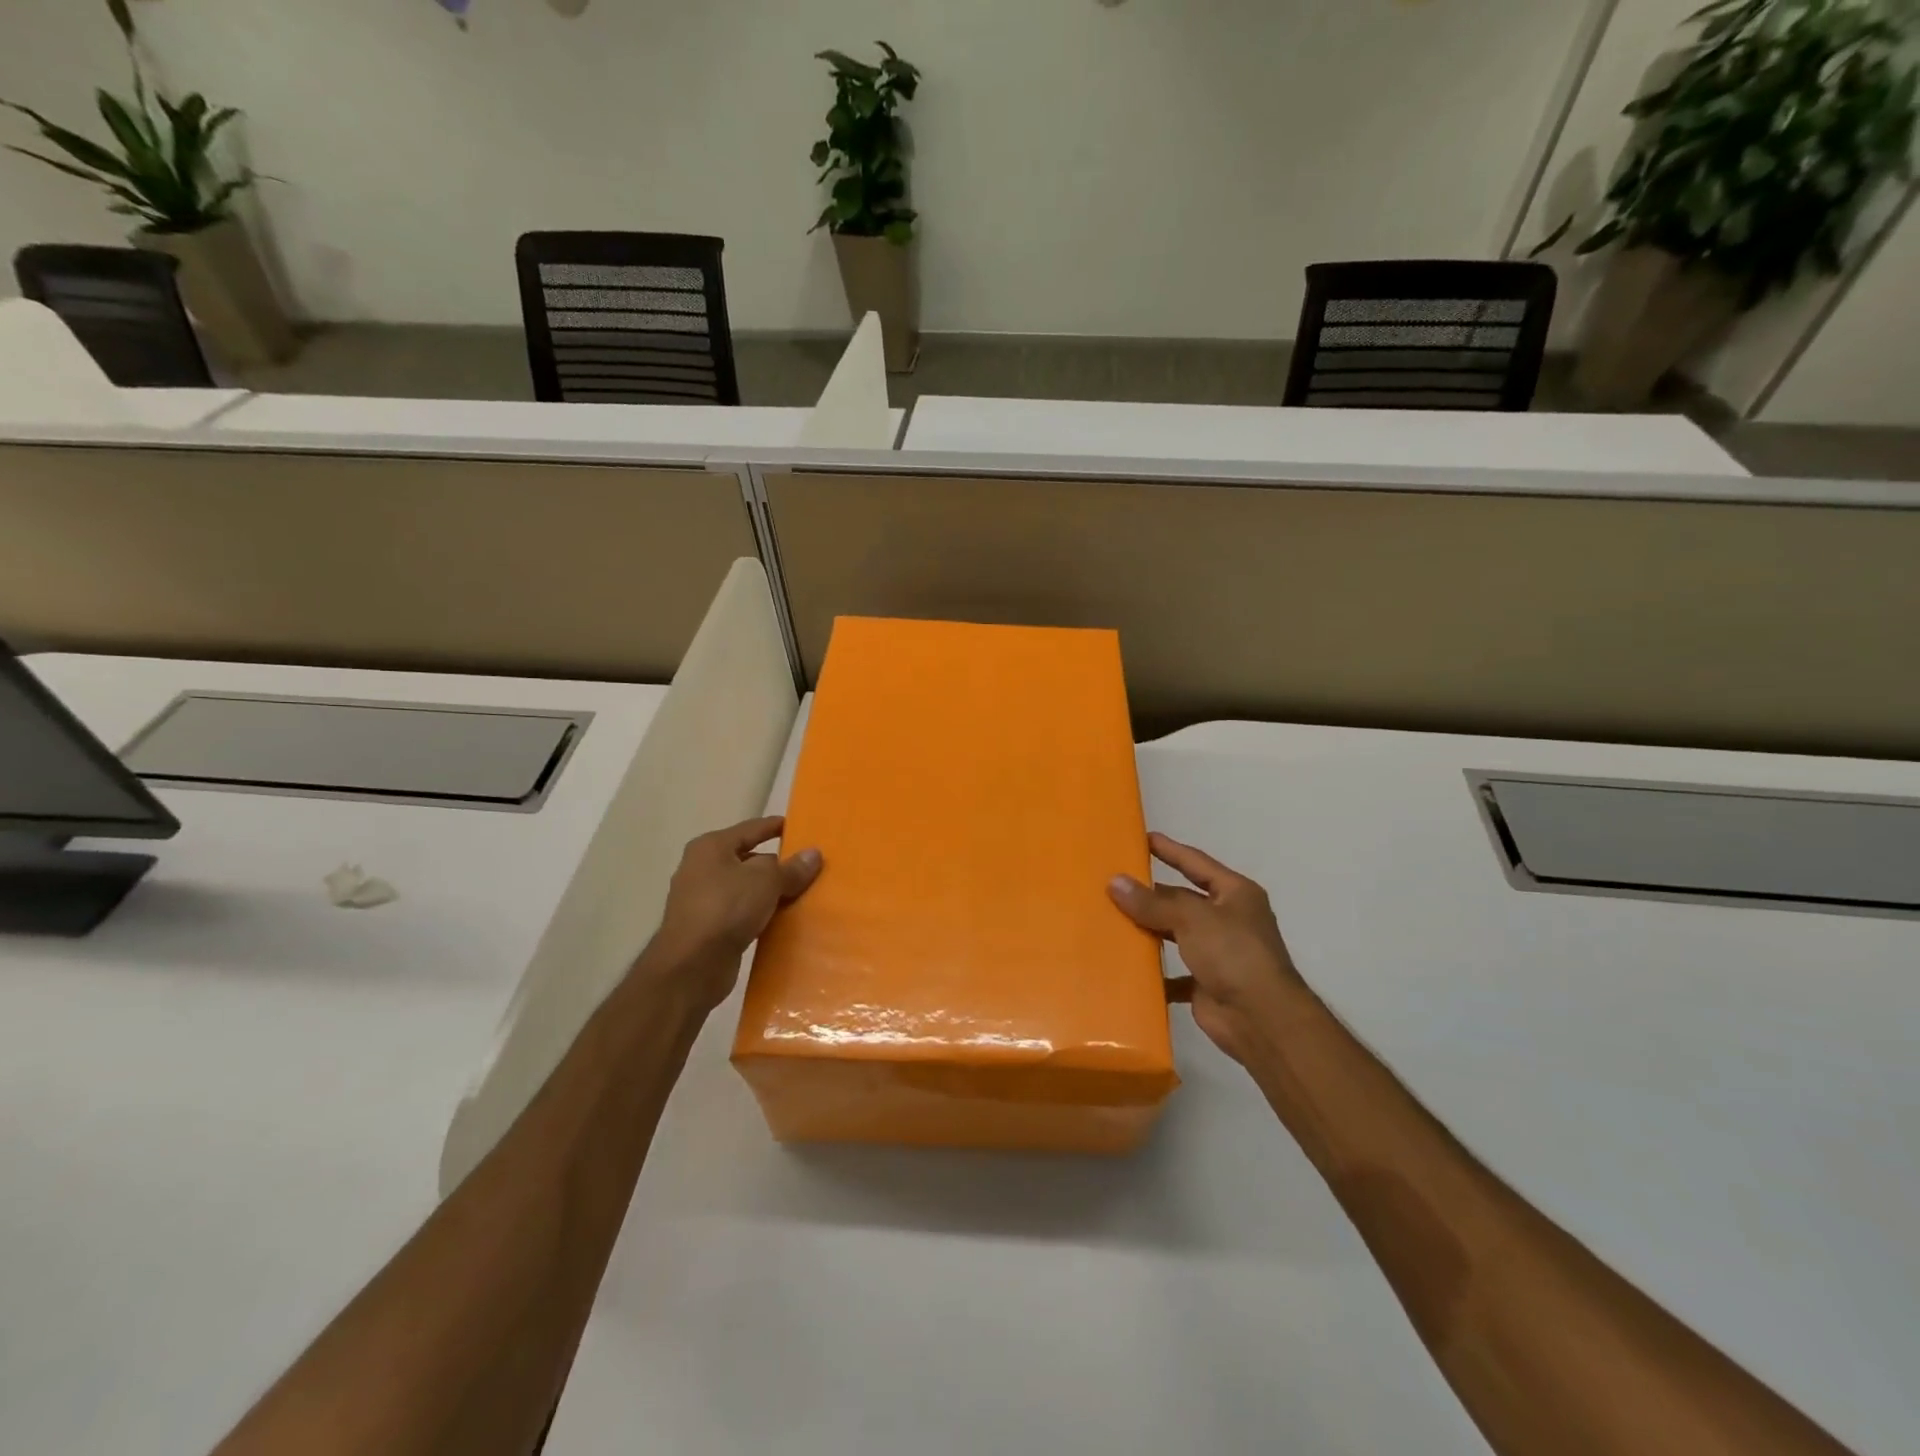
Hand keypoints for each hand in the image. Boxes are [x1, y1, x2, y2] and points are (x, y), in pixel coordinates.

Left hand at [644, 816, 821, 1011]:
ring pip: (746, 888)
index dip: (775, 826)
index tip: (800, 827)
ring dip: (770, 892)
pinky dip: (761, 914)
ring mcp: (702, 900)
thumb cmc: (726, 909)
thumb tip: (814, 854)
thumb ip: (791, 868)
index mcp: (711, 847)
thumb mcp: (766, 881)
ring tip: (803, 894)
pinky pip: (742, 913)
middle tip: (809, 868)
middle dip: (777, 865)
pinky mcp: (708, 928)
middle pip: (748, 859)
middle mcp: (702, 868)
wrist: (691, 967)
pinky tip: (783, 920)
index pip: (751, 828)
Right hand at [1108, 833, 1308, 1067]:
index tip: (1142, 838)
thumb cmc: (1233, 954)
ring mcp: (1218, 952)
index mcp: (1235, 894)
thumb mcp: (1191, 918)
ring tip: (1111, 919)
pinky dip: (1154, 971)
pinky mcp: (1206, 983)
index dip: (1170, 850)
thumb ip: (1152, 902)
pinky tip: (1127, 966)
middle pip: (1183, 899)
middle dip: (1152, 894)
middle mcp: (1228, 919)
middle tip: (1113, 883)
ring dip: (1149, 930)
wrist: (1261, 1019)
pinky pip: (1173, 972)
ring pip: (1176, 934)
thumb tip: (1115, 882)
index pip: (1196, 863)